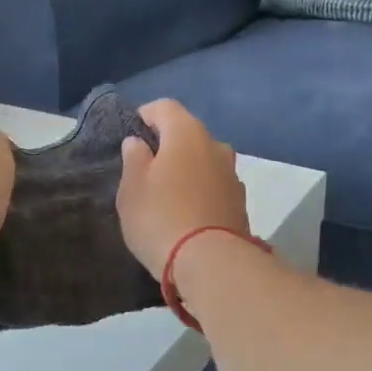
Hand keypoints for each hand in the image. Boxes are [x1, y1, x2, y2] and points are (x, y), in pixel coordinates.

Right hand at [116, 100, 249, 278]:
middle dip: (168, 145)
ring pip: (204, 161)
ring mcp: (233, 175)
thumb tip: (138, 143)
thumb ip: (134, 159)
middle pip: (188, 134)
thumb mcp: (132, 188)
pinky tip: (188, 213)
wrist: (210, 263)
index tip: (131, 134)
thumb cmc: (161, 218)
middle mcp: (216, 146)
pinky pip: (214, 187)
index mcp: (187, 133)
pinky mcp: (240, 203)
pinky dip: (201, 191)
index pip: (164, 107)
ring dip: (187, 170)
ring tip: (168, 194)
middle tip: (146, 168)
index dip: (145, 116)